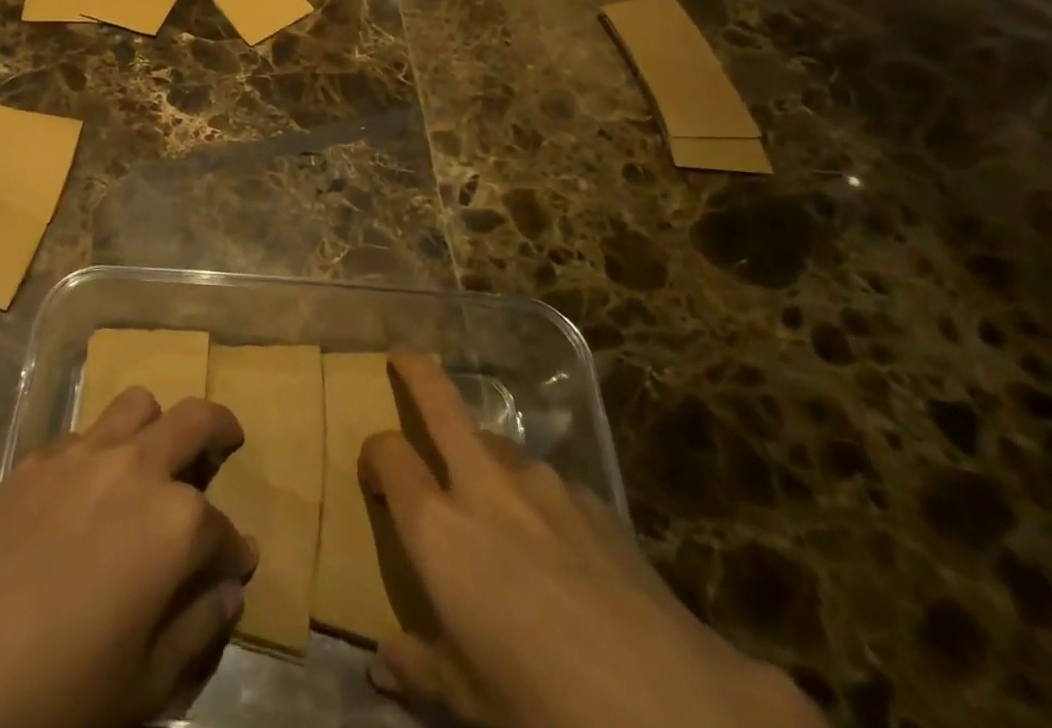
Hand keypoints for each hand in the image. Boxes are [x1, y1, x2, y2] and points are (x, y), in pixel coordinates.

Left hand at [0, 389, 256, 727]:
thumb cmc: (61, 692)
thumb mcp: (147, 685)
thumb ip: (199, 629)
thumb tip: (229, 588)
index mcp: (177, 522)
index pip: (224, 529)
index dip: (233, 552)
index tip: (234, 567)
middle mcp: (138, 468)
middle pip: (195, 419)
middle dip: (220, 429)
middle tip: (226, 442)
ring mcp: (86, 454)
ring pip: (138, 404)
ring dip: (156, 424)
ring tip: (153, 454)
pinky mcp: (39, 459)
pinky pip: (85, 433)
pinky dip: (102, 449)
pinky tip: (87, 490)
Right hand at [360, 354, 825, 727]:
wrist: (678, 713)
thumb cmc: (546, 711)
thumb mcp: (470, 703)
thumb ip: (421, 667)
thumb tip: (386, 660)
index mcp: (440, 530)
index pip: (388, 455)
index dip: (374, 455)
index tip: (373, 476)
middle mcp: (485, 487)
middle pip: (439, 402)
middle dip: (416, 372)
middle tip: (402, 359)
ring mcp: (545, 485)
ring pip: (496, 443)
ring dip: (481, 454)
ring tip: (491, 499)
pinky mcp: (597, 502)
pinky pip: (549, 485)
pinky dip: (535, 499)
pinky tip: (559, 548)